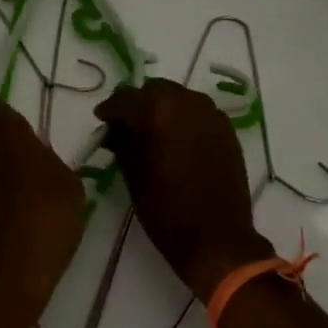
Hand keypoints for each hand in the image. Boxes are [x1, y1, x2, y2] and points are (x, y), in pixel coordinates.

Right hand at [95, 79, 273, 303]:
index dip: (109, 110)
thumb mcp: (132, 173)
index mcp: (157, 110)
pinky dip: (183, 118)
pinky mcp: (226, 128)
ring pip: (178, 97)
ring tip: (153, 134)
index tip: (102, 121)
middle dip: (137, 105)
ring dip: (162, 109)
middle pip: (153, 90)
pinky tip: (176, 140)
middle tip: (126, 128)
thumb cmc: (165, 208)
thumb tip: (115, 129)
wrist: (216, 237)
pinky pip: (197, 111)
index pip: (124, 98)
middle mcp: (186, 102)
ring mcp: (210, 113)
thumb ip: (121, 141)